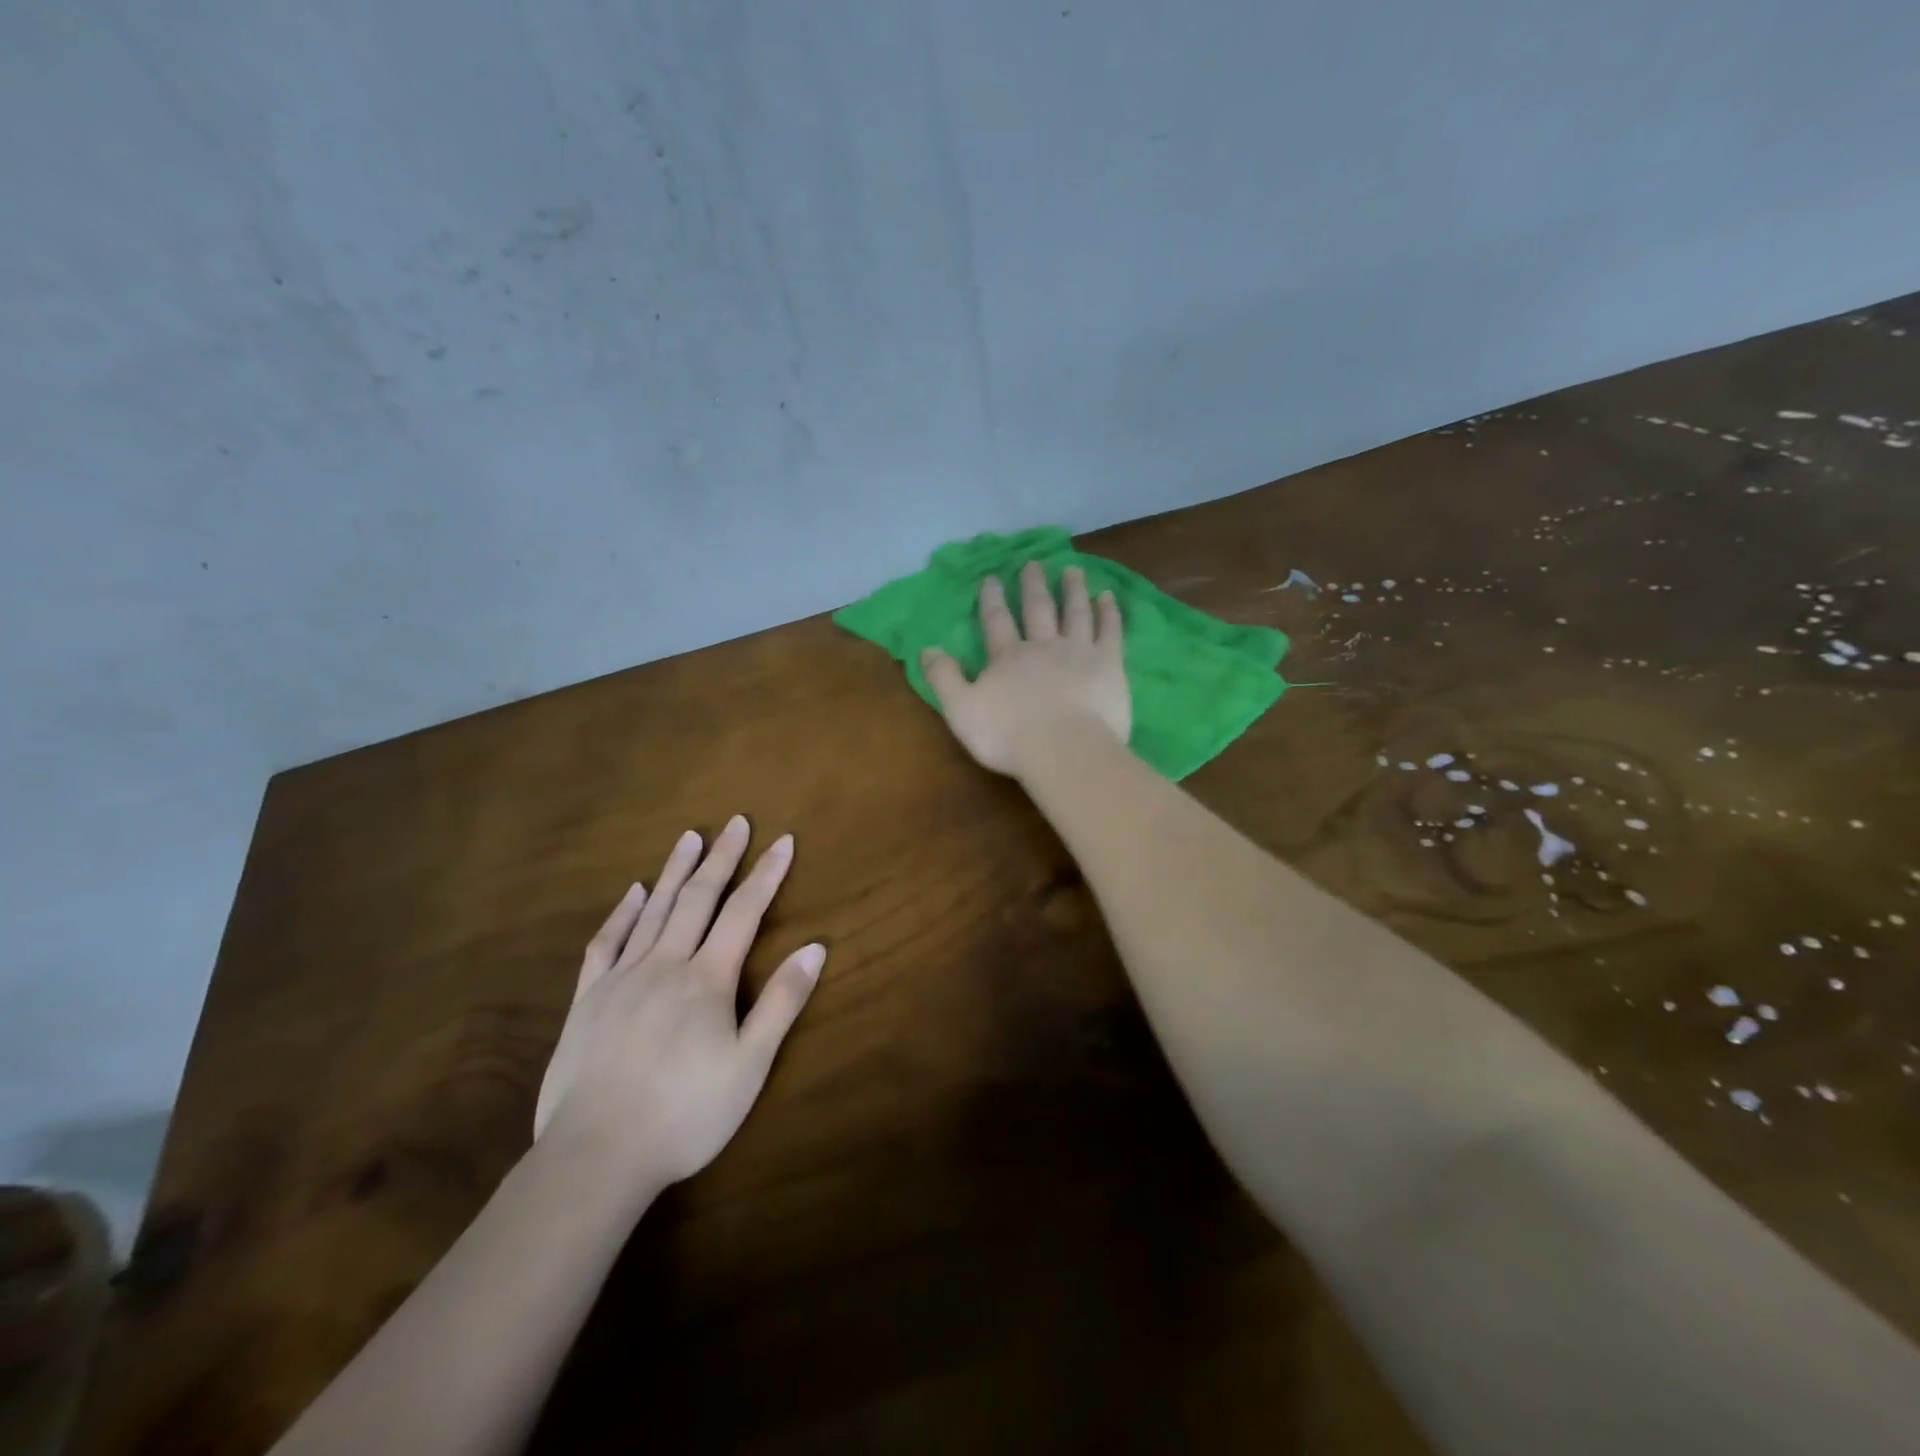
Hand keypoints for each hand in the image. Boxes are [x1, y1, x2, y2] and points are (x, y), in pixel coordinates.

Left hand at [533, 817, 824, 1189]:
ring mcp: (621, 978)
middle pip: (698, 899)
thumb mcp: (749, 1065)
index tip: (783, 841)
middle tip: (736, 822)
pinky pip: (605, 943)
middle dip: (722, 858)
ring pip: (653, 911)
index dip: (766, 874)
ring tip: (690, 837)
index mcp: (707, 979)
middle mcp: (665, 964)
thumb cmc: (686, 1114)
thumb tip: (814, 947)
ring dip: (674, 871)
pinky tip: (631, 893)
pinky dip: (621, 914)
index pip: (744, 912)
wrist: (595, 1156)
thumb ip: (781, 1002)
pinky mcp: (587, 999)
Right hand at [921, 561, 1130, 776]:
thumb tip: (926, 649)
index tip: (992, 577)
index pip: (997, 620)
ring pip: (1075, 612)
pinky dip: (1108, 612)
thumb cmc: (1009, 736)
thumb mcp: (961, 710)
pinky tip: (1108, 597)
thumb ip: (944, 678)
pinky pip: (1109, 630)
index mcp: (1007, 657)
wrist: (1065, 751)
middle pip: (1037, 608)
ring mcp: (1079, 651)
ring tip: (1073, 570)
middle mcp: (1043, 646)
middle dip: (1033, 585)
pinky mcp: (1109, 664)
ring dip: (1073, 590)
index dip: (992, 598)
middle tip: (1033, 563)